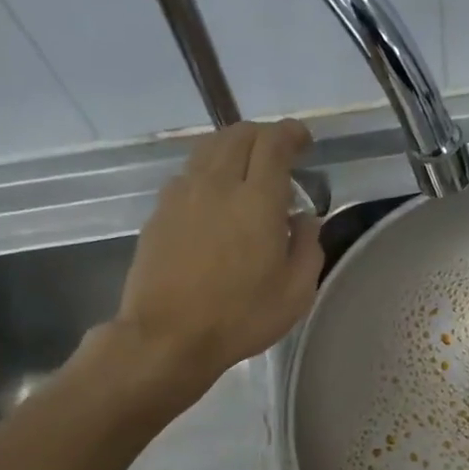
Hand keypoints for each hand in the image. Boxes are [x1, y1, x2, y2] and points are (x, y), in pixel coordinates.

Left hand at [115, 120, 322, 389]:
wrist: (169, 336)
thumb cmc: (241, 317)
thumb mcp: (296, 292)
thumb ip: (308, 247)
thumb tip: (304, 218)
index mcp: (258, 200)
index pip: (274, 143)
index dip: (291, 134)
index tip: (304, 141)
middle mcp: (218, 184)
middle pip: (238, 135)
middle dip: (263, 135)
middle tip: (279, 152)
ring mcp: (182, 195)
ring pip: (208, 149)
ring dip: (233, 148)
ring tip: (246, 168)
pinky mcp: (160, 212)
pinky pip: (188, 174)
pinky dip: (208, 172)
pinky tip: (214, 197)